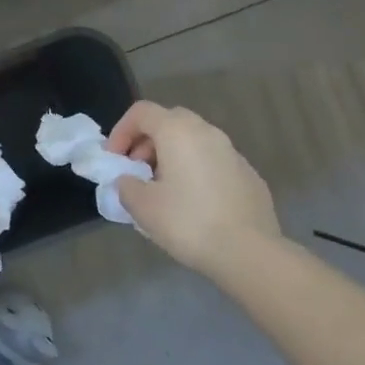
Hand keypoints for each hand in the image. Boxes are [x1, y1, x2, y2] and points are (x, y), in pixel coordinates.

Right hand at [107, 101, 280, 275]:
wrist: (250, 252)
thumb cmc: (189, 222)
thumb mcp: (143, 207)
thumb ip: (126, 186)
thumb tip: (129, 181)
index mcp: (178, 131)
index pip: (142, 112)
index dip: (121, 131)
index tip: (114, 159)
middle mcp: (207, 132)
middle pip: (169, 121)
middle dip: (147, 141)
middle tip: (137, 170)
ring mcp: (232, 152)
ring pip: (194, 140)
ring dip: (172, 156)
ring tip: (163, 189)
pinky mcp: (249, 174)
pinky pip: (213, 161)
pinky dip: (196, 170)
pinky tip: (194, 203)